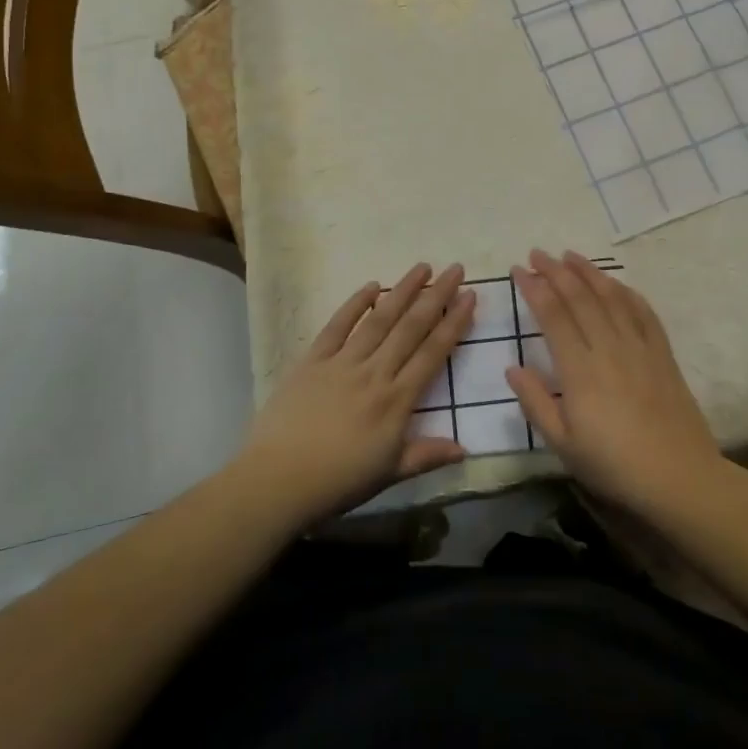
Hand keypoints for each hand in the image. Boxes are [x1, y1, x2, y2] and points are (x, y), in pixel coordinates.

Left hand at [239, 263, 472, 525]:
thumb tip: (465, 449)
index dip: (454, 323)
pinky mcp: (312, 360)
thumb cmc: (337, 481)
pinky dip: (354, 304)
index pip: (432, 353)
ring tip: (422, 267)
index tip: (470, 296)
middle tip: (455, 269)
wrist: (277, 480)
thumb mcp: (389, 474)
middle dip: (436, 296)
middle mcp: (374, 372)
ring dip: (402, 291)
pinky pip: (337, 326)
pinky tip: (371, 286)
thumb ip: (427, 455)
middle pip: (411, 327)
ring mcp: (342, 362)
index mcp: (396, 400)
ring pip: (379, 319)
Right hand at [507, 249, 720, 514]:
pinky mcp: (663, 354)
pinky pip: (644, 313)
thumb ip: (535, 403)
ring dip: (589, 272)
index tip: (519, 270)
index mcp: (579, 369)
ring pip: (611, 298)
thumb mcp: (563, 444)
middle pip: (580, 298)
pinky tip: (617, 284)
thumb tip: (513, 368)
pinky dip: (627, 293)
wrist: (679, 477)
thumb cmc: (614, 465)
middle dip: (556, 271)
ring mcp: (639, 347)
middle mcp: (609, 348)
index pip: (553, 316)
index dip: (535, 289)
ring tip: (571, 255)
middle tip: (538, 253)